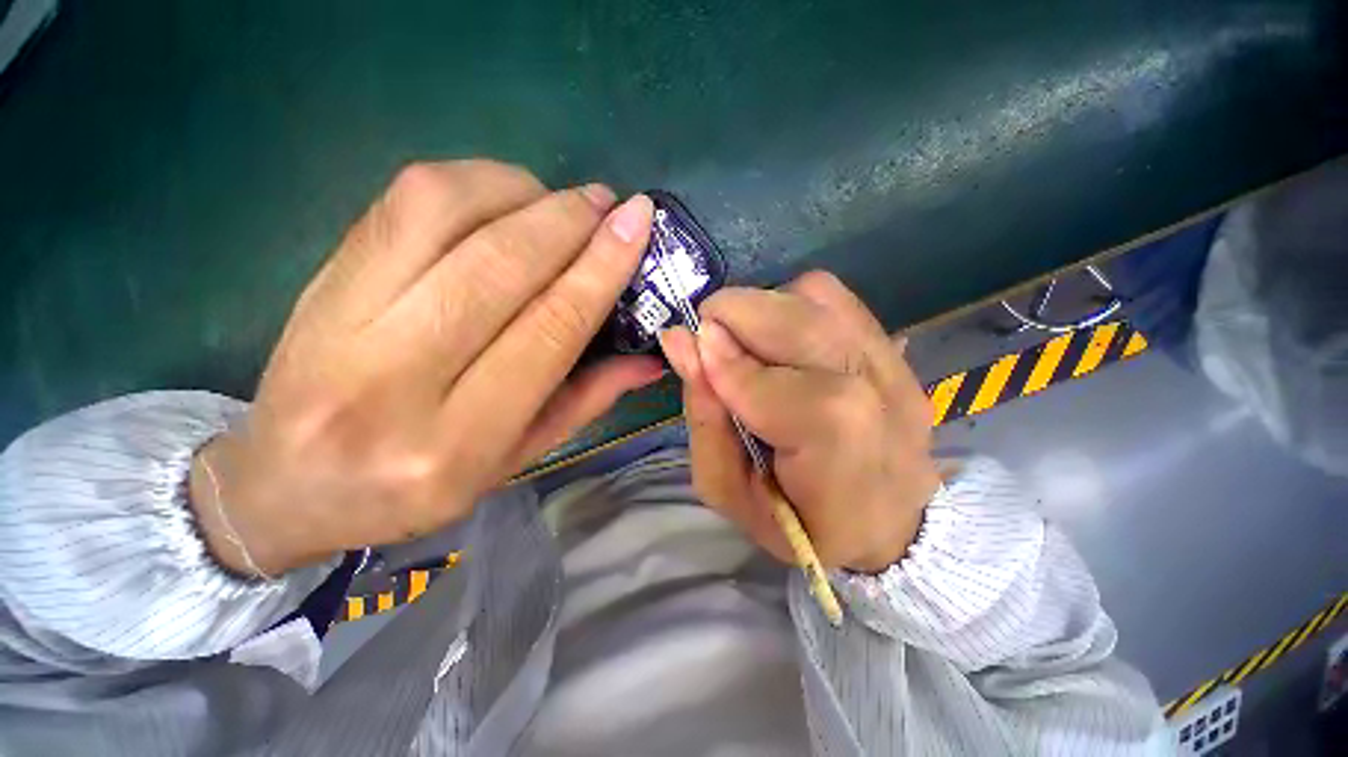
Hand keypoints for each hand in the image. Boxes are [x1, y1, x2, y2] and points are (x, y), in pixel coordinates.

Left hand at [190, 161, 662, 575]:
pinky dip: (469, 182)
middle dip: (568, 220)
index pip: (548, 331)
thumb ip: (587, 401)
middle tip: (608, 203)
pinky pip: (400, 202)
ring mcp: (342, 322)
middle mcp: (395, 380)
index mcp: (458, 441)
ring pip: (444, 215)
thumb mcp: (517, 458)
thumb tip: (650, 359)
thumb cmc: (421, 485)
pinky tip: (503, 196)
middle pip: (499, 267)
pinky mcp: (318, 281)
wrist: (289, 486)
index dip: (599, 270)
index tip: (635, 224)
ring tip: (558, 200)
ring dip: (520, 192)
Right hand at [660, 271, 939, 573]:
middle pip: (802, 321)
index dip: (727, 364)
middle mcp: (880, 396)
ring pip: (815, 296)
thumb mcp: (730, 491)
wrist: (888, 522)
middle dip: (736, 315)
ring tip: (747, 343)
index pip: (779, 388)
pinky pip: (832, 297)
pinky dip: (790, 304)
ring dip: (762, 309)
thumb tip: (680, 341)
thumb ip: (705, 417)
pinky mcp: (892, 346)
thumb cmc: (800, 523)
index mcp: (841, 456)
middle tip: (708, 338)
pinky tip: (781, 339)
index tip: (691, 350)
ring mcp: (893, 364)